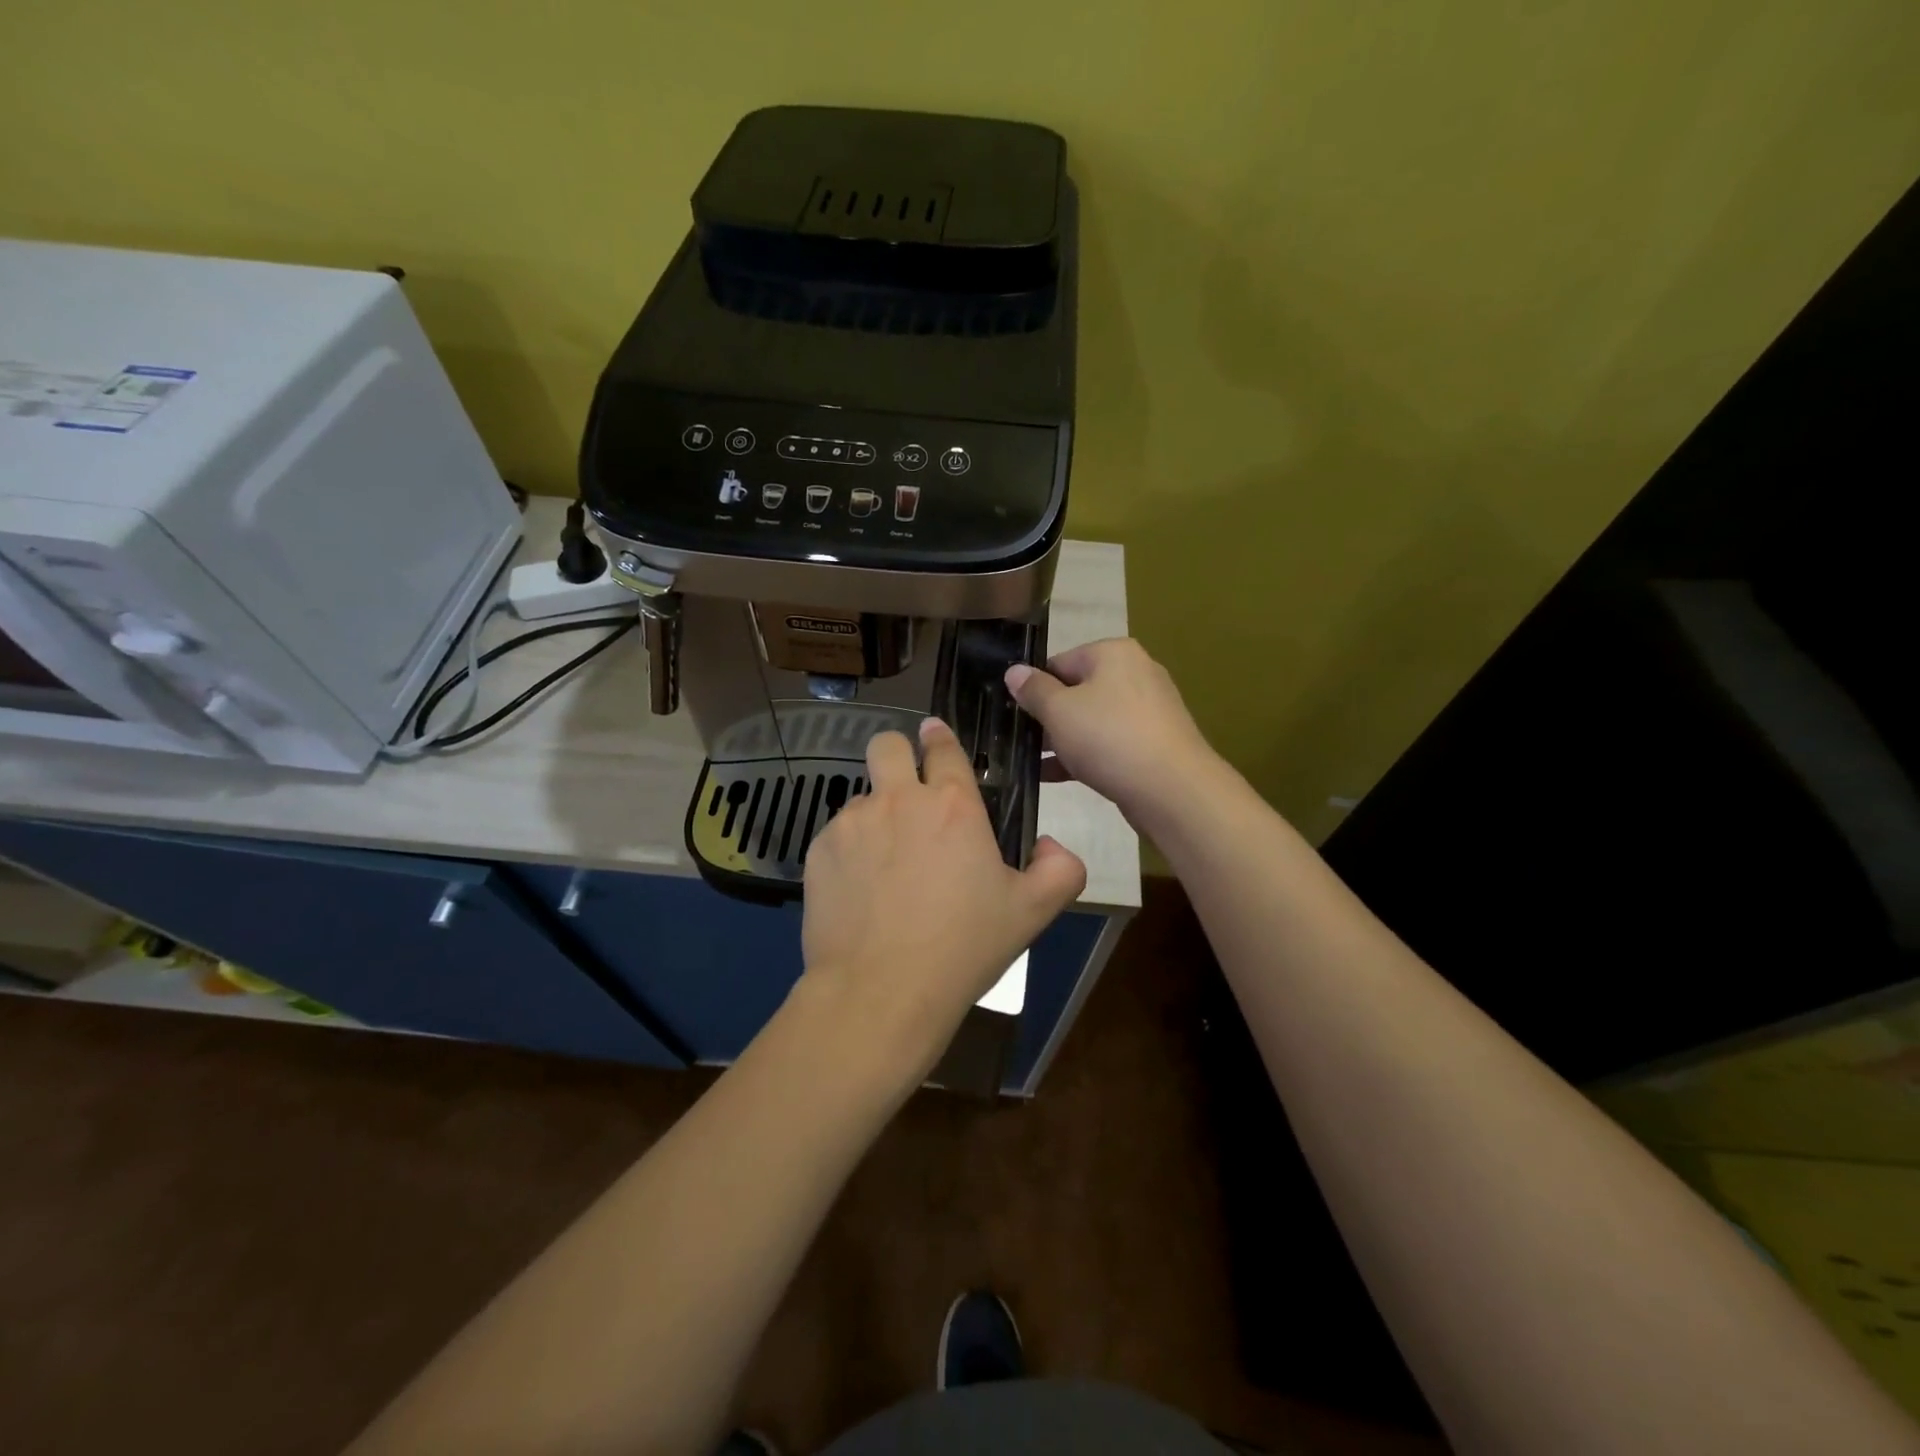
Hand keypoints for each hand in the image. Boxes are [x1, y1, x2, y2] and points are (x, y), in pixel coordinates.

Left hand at [800, 717, 1087, 1068]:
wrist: (880, 992)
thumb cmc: (963, 948)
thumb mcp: (1031, 913)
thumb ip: (1059, 869)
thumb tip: (1052, 845)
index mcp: (953, 805)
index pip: (944, 747)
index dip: (939, 738)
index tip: (934, 738)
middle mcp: (899, 799)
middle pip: (887, 745)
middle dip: (897, 754)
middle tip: (906, 790)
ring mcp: (852, 822)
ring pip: (862, 797)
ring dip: (876, 817)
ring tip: (886, 867)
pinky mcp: (818, 850)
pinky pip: (837, 835)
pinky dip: (849, 852)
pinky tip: (860, 893)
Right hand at [1005, 638, 1217, 826]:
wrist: (1172, 790)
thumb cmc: (1109, 738)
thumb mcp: (1059, 711)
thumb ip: (1033, 690)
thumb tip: (1014, 671)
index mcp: (1113, 653)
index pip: (1059, 662)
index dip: (1033, 688)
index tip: (1013, 714)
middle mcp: (1135, 673)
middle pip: (1077, 691)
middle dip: (1047, 717)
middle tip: (1018, 741)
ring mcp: (1148, 711)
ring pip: (1092, 721)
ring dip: (1062, 740)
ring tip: (1029, 762)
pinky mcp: (1153, 744)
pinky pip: (1109, 744)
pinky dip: (1083, 756)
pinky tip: (1052, 776)